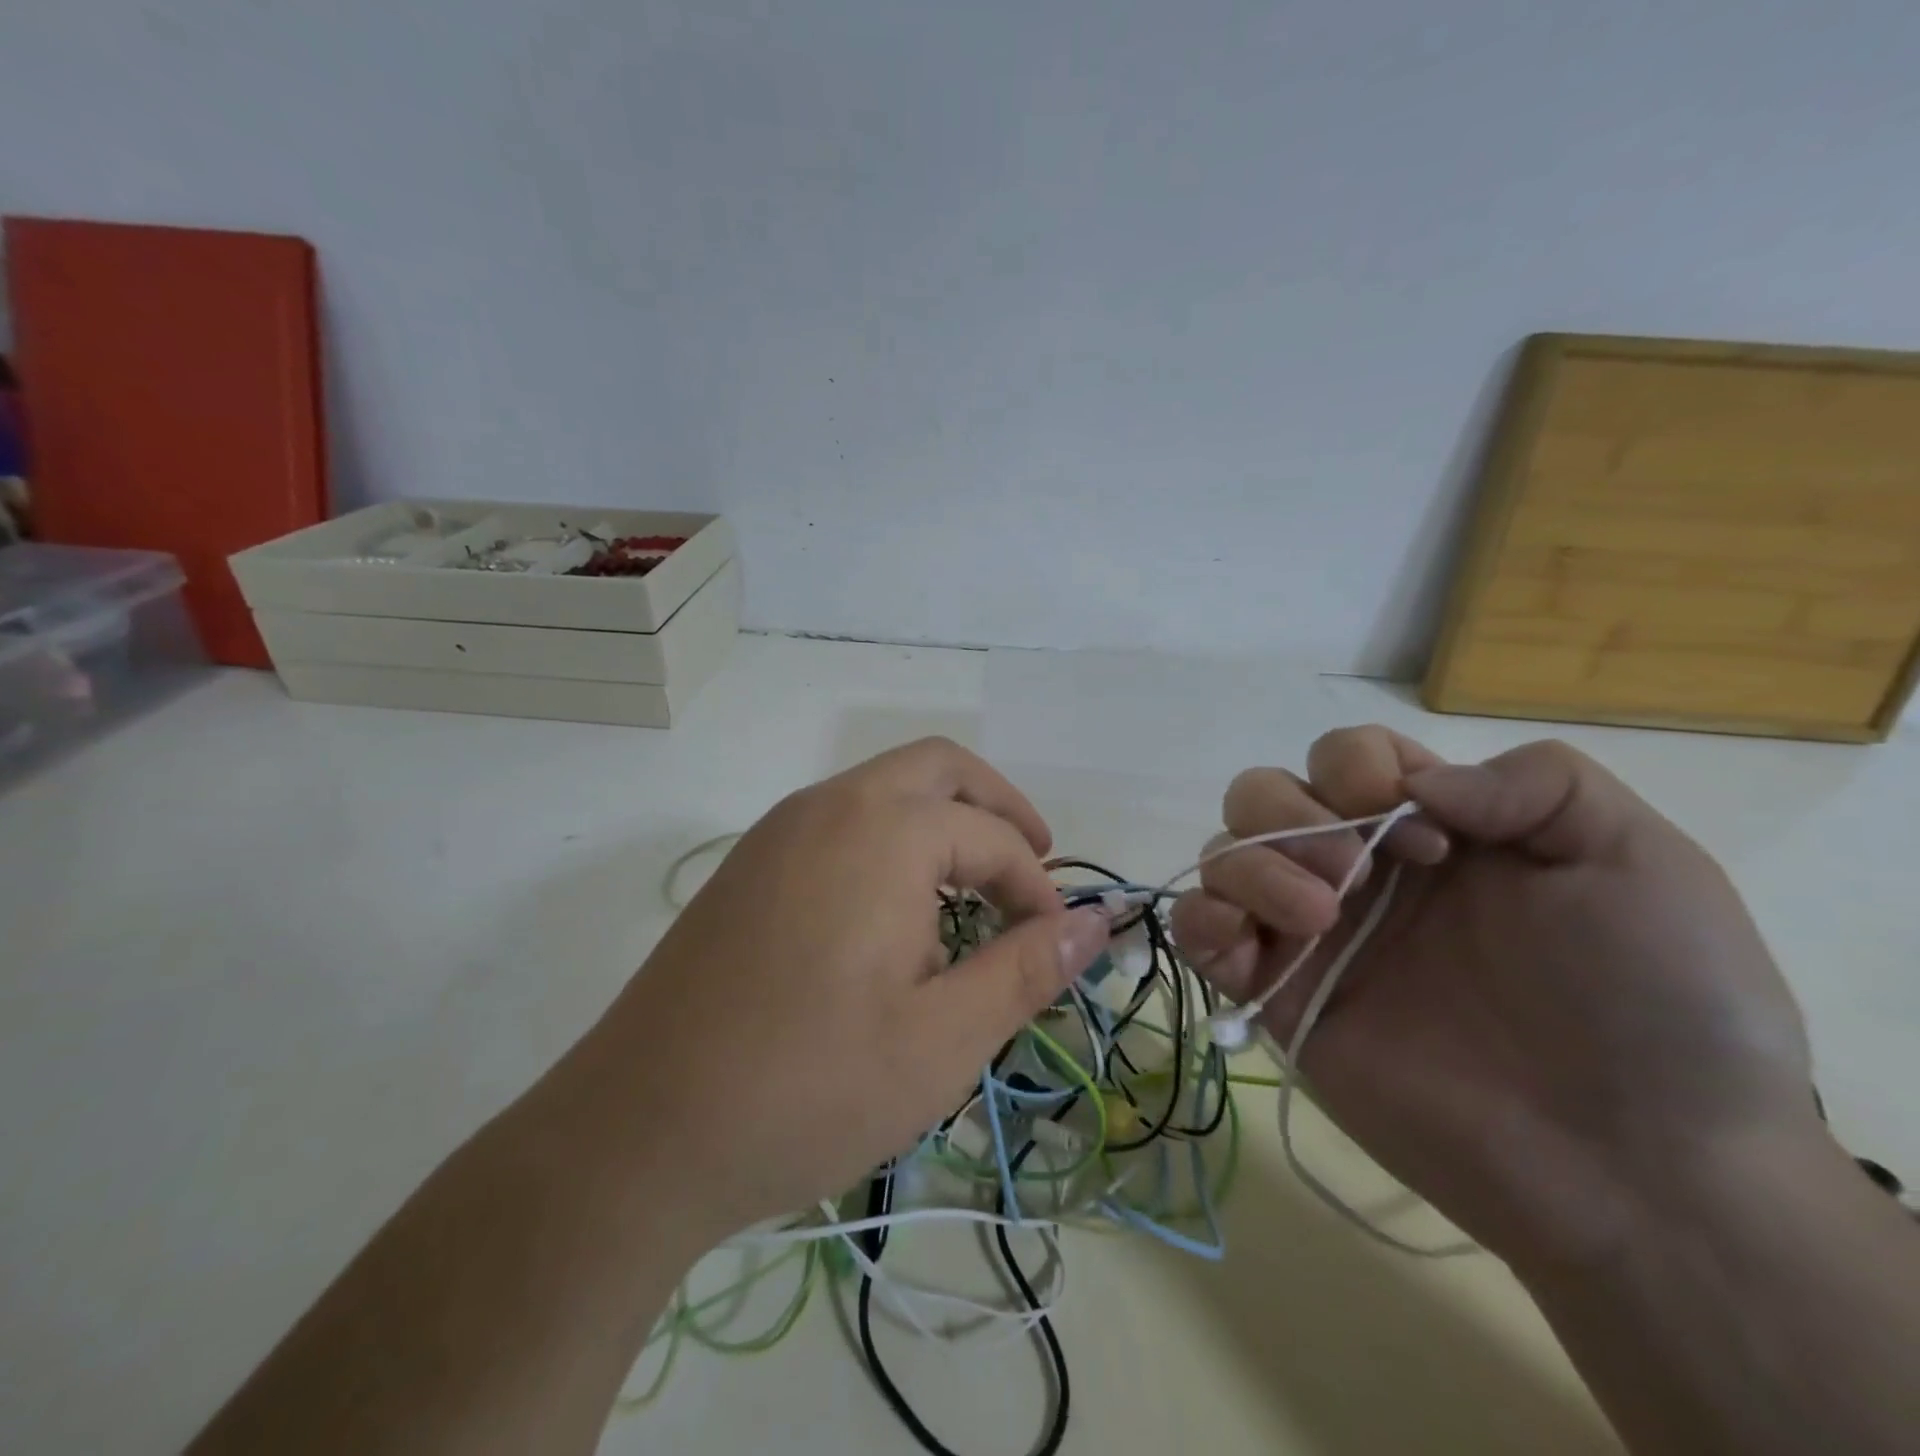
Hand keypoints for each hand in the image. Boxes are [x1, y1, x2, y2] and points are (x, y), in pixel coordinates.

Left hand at [579, 738, 1109, 1242]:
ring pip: (883, 789)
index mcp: (883, 831)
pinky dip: (890, 840)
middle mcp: (829, 806)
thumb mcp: (941, 1040)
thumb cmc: (808, 1087)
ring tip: (968, 898)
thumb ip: (1026, 969)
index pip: (992, 835)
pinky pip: (841, 821)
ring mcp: (778, 830)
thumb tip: (1095, 923)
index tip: (1052, 947)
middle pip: (938, 768)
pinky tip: (892, 914)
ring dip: (940, 823)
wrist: (638, 1132)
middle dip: (996, 808)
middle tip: (1030, 868)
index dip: (1036, 888)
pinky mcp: (748, 865)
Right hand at [1171, 728, 1820, 1271]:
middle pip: (1262, 793)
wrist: (1639, 1170)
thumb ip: (1537, 782)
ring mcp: (1308, 934)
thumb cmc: (1655, 1003)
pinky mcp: (1275, 995)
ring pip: (1222, 854)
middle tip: (1355, 872)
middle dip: (1292, 814)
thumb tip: (1417, 785)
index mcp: (1429, 831)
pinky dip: (1200, 919)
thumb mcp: (1636, 858)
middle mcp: (1356, 872)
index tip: (1426, 836)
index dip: (1356, 766)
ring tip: (1318, 918)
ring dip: (1251, 865)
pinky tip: (1244, 944)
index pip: (1342, 756)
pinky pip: (1197, 932)